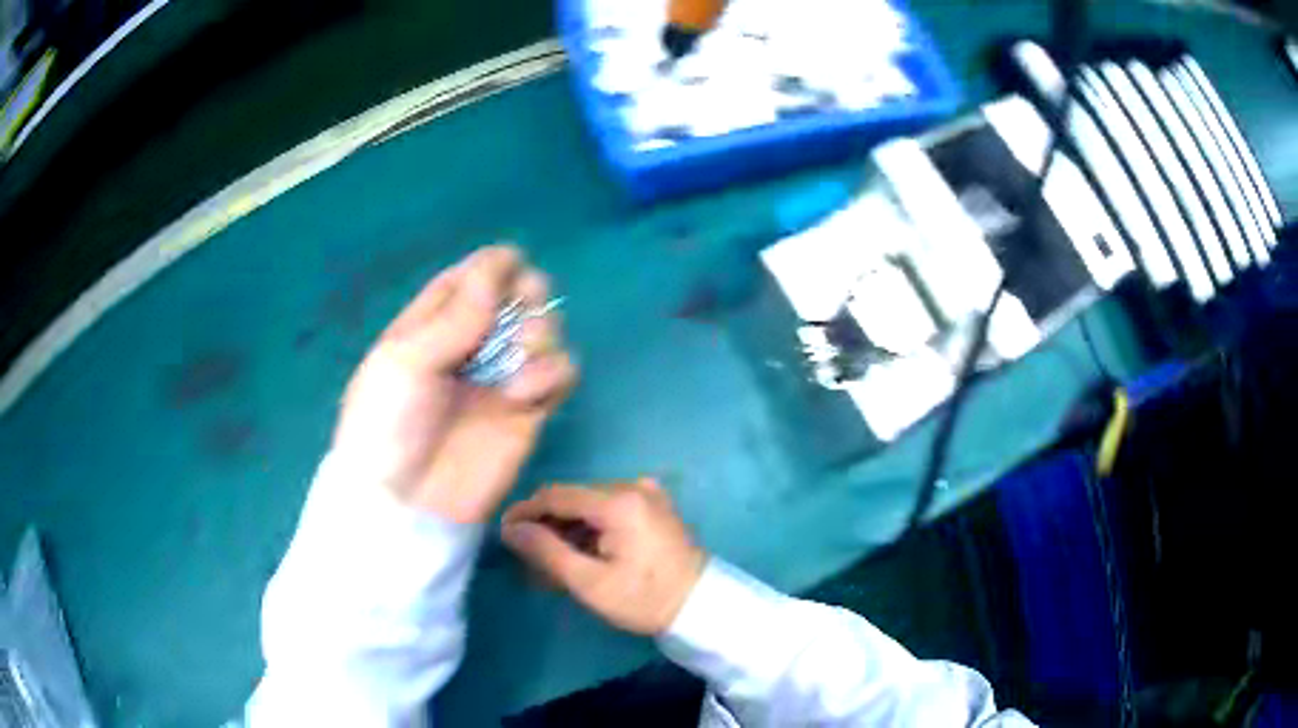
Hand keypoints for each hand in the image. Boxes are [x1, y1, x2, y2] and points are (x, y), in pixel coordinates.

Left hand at [333, 246, 576, 522]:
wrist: (405, 504)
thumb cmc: (388, 425)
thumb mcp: (405, 362)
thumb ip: (454, 316)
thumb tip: (498, 263)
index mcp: (432, 325)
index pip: (470, 278)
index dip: (494, 266)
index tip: (512, 265)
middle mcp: (471, 345)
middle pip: (516, 297)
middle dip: (527, 293)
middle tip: (522, 310)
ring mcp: (501, 378)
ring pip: (544, 331)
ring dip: (542, 333)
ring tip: (522, 360)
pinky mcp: (528, 412)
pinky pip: (559, 375)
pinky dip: (552, 374)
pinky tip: (526, 395)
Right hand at [502, 479, 706, 635]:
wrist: (701, 605)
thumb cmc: (644, 598)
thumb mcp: (590, 583)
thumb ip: (547, 552)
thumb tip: (511, 529)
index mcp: (617, 502)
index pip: (556, 495)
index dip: (525, 511)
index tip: (503, 532)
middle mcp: (631, 486)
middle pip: (572, 497)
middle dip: (546, 522)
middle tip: (525, 553)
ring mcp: (646, 494)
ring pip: (589, 503)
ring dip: (567, 526)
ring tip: (549, 558)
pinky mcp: (653, 505)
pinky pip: (609, 508)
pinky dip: (589, 526)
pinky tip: (579, 550)